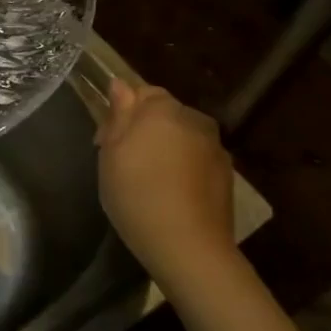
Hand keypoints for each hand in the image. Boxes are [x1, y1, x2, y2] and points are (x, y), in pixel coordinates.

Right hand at [95, 79, 236, 280]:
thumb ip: (118, 115)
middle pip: (164, 115)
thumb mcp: (111, 153)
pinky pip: (197, 160)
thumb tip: (119, 85)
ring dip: (165, 149)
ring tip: (148, 179)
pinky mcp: (226, 174)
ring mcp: (215, 147)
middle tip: (122, 161)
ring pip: (182, 137)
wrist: (188, 245)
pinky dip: (183, 169)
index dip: (120, 114)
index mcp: (162, 109)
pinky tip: (170, 193)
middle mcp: (194, 120)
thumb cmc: (136, 193)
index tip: (104, 142)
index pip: (140, 93)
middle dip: (144, 130)